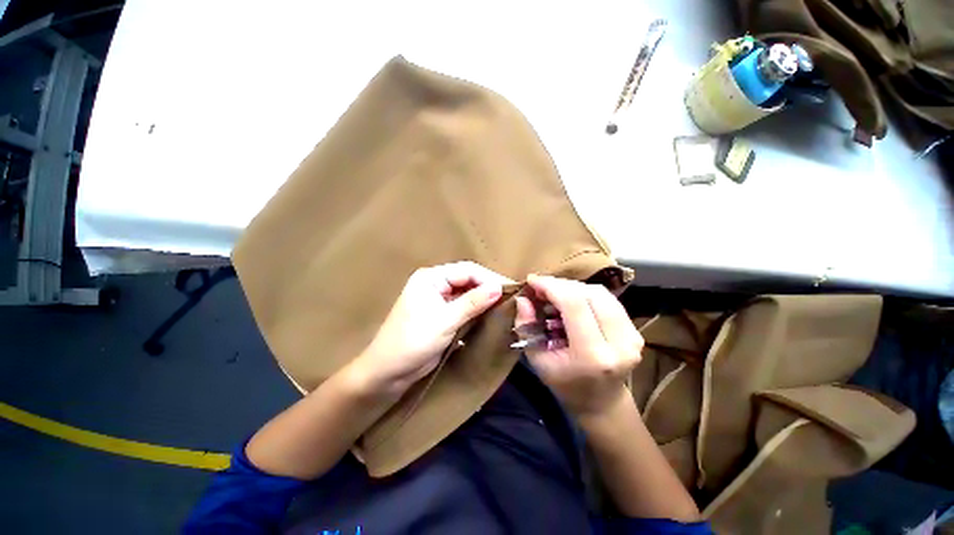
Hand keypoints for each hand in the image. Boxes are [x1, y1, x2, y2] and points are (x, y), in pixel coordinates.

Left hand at [350, 262, 509, 396]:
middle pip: (468, 281)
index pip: (467, 271)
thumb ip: (472, 303)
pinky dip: (477, 311)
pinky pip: (465, 308)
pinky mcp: (443, 315)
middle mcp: (436, 284)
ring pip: (468, 295)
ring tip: (506, 306)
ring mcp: (440, 300)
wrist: (388, 372)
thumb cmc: (412, 341)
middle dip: (488, 288)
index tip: (511, 289)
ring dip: (485, 300)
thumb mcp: (445, 321)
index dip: (489, 278)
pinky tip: (491, 315)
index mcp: (431, 278)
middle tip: (511, 298)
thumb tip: (499, 288)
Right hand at [515, 274, 642, 416]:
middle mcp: (619, 343)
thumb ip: (526, 327)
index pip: (574, 304)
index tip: (532, 281)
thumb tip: (523, 298)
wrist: (602, 403)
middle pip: (590, 293)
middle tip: (541, 288)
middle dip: (561, 284)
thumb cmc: (565, 385)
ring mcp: (633, 337)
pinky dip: (586, 294)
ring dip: (574, 287)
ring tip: (555, 294)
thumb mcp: (537, 360)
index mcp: (593, 356)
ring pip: (601, 293)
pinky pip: (608, 300)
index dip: (551, 286)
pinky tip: (573, 301)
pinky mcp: (636, 332)